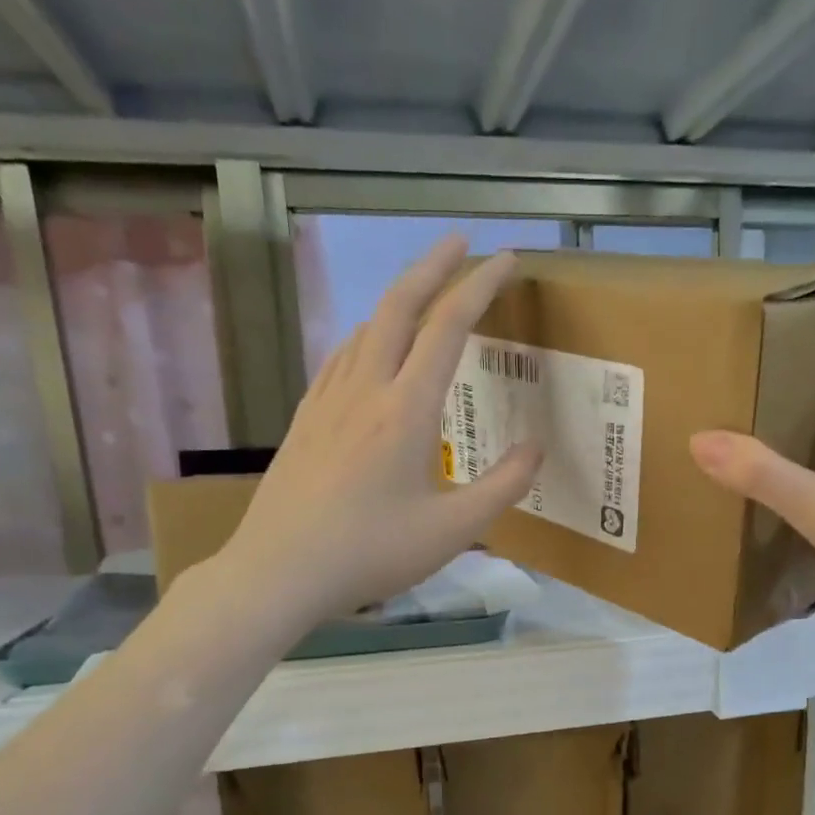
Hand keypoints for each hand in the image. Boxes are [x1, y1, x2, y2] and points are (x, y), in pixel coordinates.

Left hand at [215, 236, 540, 625]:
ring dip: (399, 300)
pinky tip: (371, 351)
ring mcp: (327, 400)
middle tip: (462, 243)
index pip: (449, 326)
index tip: (507, 258)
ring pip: (366, 327)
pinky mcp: (305, 419)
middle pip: (399, 305)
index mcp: (405, 409)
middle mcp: (365, 388)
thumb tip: (535, 448)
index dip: (481, 285)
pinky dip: (369, 335)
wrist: (279, 571)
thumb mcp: (452, 530)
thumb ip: (503, 486)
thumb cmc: (370, 553)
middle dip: (434, 265)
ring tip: (424, 298)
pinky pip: (342, 357)